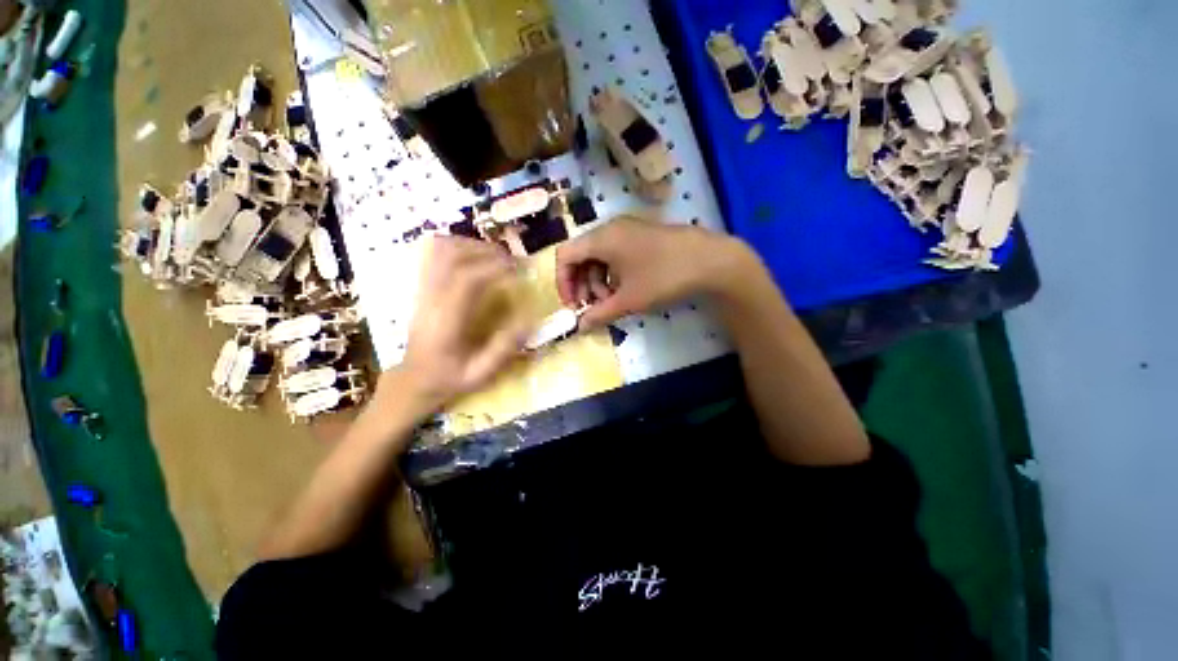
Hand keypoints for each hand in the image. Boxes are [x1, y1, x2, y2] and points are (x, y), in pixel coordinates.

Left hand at [392, 236, 532, 409]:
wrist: (414, 378)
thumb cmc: (449, 378)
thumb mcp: (480, 374)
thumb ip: (503, 348)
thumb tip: (528, 319)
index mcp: (445, 321)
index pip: (466, 279)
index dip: (495, 268)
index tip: (519, 271)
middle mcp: (430, 298)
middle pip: (452, 256)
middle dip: (487, 252)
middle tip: (513, 262)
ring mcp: (422, 289)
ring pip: (441, 249)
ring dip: (472, 245)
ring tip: (497, 257)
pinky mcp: (422, 286)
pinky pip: (433, 253)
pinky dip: (457, 246)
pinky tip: (475, 256)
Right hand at [556, 216, 755, 327]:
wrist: (711, 260)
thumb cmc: (664, 277)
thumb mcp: (629, 300)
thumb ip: (599, 314)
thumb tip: (580, 327)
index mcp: (601, 238)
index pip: (565, 256)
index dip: (563, 282)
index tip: (573, 305)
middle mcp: (610, 229)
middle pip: (581, 256)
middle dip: (583, 285)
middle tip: (595, 307)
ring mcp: (628, 231)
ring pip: (599, 257)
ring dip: (598, 282)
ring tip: (613, 302)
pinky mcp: (641, 237)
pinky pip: (615, 254)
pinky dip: (613, 274)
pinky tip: (626, 290)